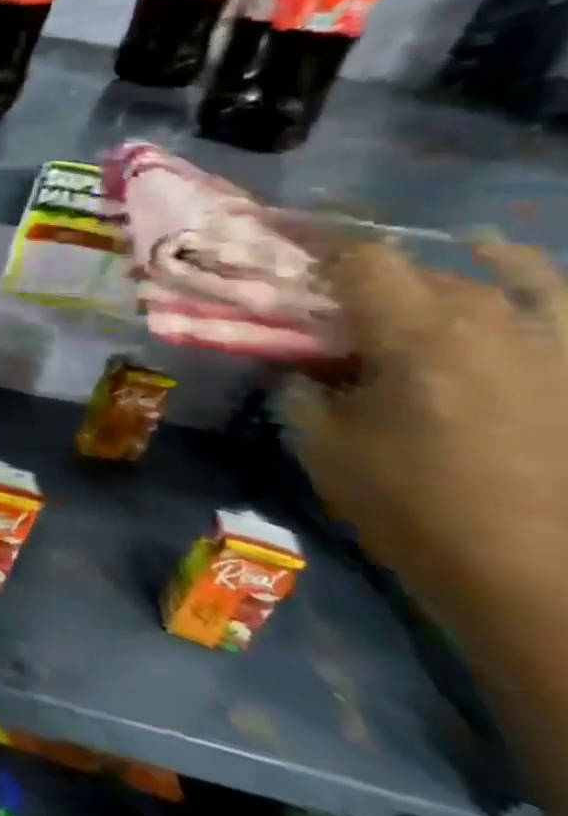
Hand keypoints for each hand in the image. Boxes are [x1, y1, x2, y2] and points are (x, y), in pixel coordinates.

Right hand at [282, 239, 567, 636]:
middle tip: (325, 301)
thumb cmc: (414, 508)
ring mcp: (553, 345)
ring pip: (488, 280)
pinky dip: (523, 274)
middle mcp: (489, 324)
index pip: (359, 259)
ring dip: (434, 275)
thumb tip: (294, 359)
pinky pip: (558, 301)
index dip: (314, 239)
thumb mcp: (323, 445)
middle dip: (364, 278)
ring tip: (401, 274)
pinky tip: (497, 261)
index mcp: (414, 338)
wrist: (542, 580)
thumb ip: (301, 387)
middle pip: (417, 272)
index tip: (275, 235)